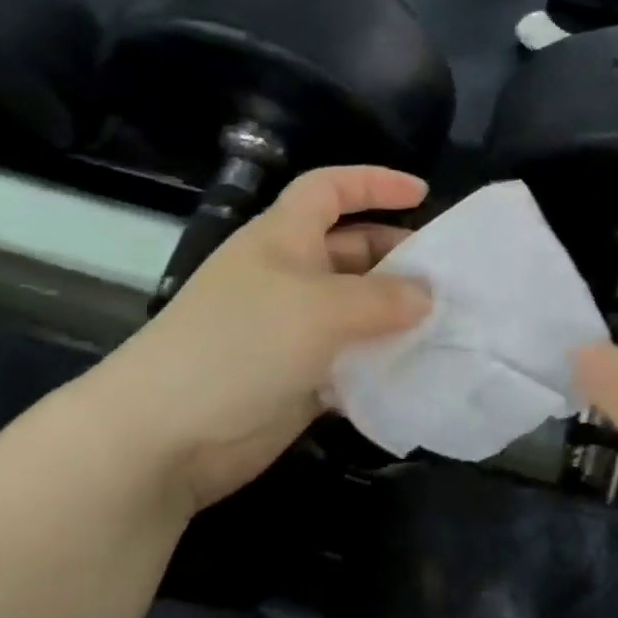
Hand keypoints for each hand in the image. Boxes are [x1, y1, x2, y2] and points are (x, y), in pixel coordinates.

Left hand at [89, 167, 431, 516]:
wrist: (167, 433)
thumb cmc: (243, 344)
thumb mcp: (322, 308)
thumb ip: (383, 298)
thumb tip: (426, 296)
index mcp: (283, 238)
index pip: (329, 189)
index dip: (373, 183)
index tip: (422, 194)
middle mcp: (287, 277)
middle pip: (351, 252)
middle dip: (397, 259)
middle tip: (449, 279)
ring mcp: (289, 332)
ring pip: (355, 312)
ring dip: (396, 318)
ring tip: (448, 328)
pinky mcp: (296, 380)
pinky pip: (349, 363)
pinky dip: (379, 365)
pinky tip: (418, 375)